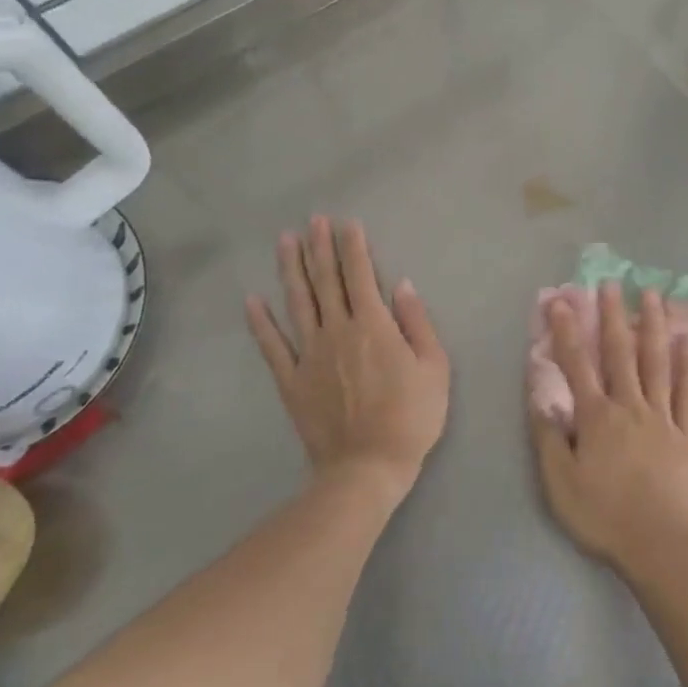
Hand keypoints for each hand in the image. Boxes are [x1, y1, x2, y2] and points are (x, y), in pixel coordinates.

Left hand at [246, 217, 449, 496]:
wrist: (368, 467)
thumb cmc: (412, 416)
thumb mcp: (435, 367)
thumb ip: (417, 322)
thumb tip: (401, 284)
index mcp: (374, 325)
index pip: (361, 275)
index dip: (353, 247)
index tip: (346, 223)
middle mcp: (338, 330)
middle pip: (326, 281)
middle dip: (320, 247)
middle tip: (313, 220)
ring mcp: (310, 354)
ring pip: (298, 303)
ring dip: (291, 269)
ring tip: (285, 241)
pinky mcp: (291, 380)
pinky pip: (272, 346)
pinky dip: (261, 322)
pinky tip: (252, 300)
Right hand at [531, 283, 687, 577]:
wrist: (662, 546)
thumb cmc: (605, 516)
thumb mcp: (560, 483)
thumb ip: (549, 437)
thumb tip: (540, 396)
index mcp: (598, 417)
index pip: (578, 365)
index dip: (567, 331)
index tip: (562, 301)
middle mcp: (631, 406)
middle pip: (621, 353)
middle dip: (613, 316)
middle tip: (612, 284)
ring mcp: (664, 417)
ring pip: (658, 362)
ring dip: (653, 326)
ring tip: (653, 295)